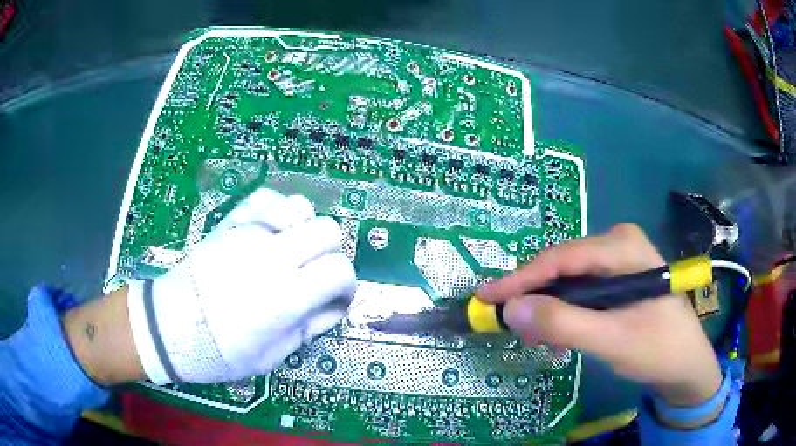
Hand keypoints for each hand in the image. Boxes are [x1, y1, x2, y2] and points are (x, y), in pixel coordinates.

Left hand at [127, 188, 356, 383]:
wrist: (172, 327)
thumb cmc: (221, 351)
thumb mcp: (273, 355)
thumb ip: (310, 328)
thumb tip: (334, 306)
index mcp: (286, 296)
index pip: (340, 270)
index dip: (346, 285)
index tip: (335, 297)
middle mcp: (273, 257)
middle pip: (328, 229)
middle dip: (331, 253)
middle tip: (316, 274)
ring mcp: (249, 233)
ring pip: (301, 206)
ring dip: (306, 228)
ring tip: (293, 250)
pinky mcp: (231, 223)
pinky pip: (266, 197)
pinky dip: (278, 210)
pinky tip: (273, 230)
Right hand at [478, 224, 722, 406]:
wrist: (686, 363)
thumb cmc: (658, 349)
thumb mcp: (612, 340)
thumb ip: (563, 324)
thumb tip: (511, 309)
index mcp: (623, 247)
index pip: (561, 258)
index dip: (520, 279)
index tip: (485, 298)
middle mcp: (619, 244)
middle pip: (563, 267)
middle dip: (536, 298)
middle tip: (511, 326)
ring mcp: (619, 260)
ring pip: (569, 280)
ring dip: (550, 308)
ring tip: (536, 337)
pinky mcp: (618, 278)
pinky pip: (581, 290)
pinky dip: (565, 312)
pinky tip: (561, 333)